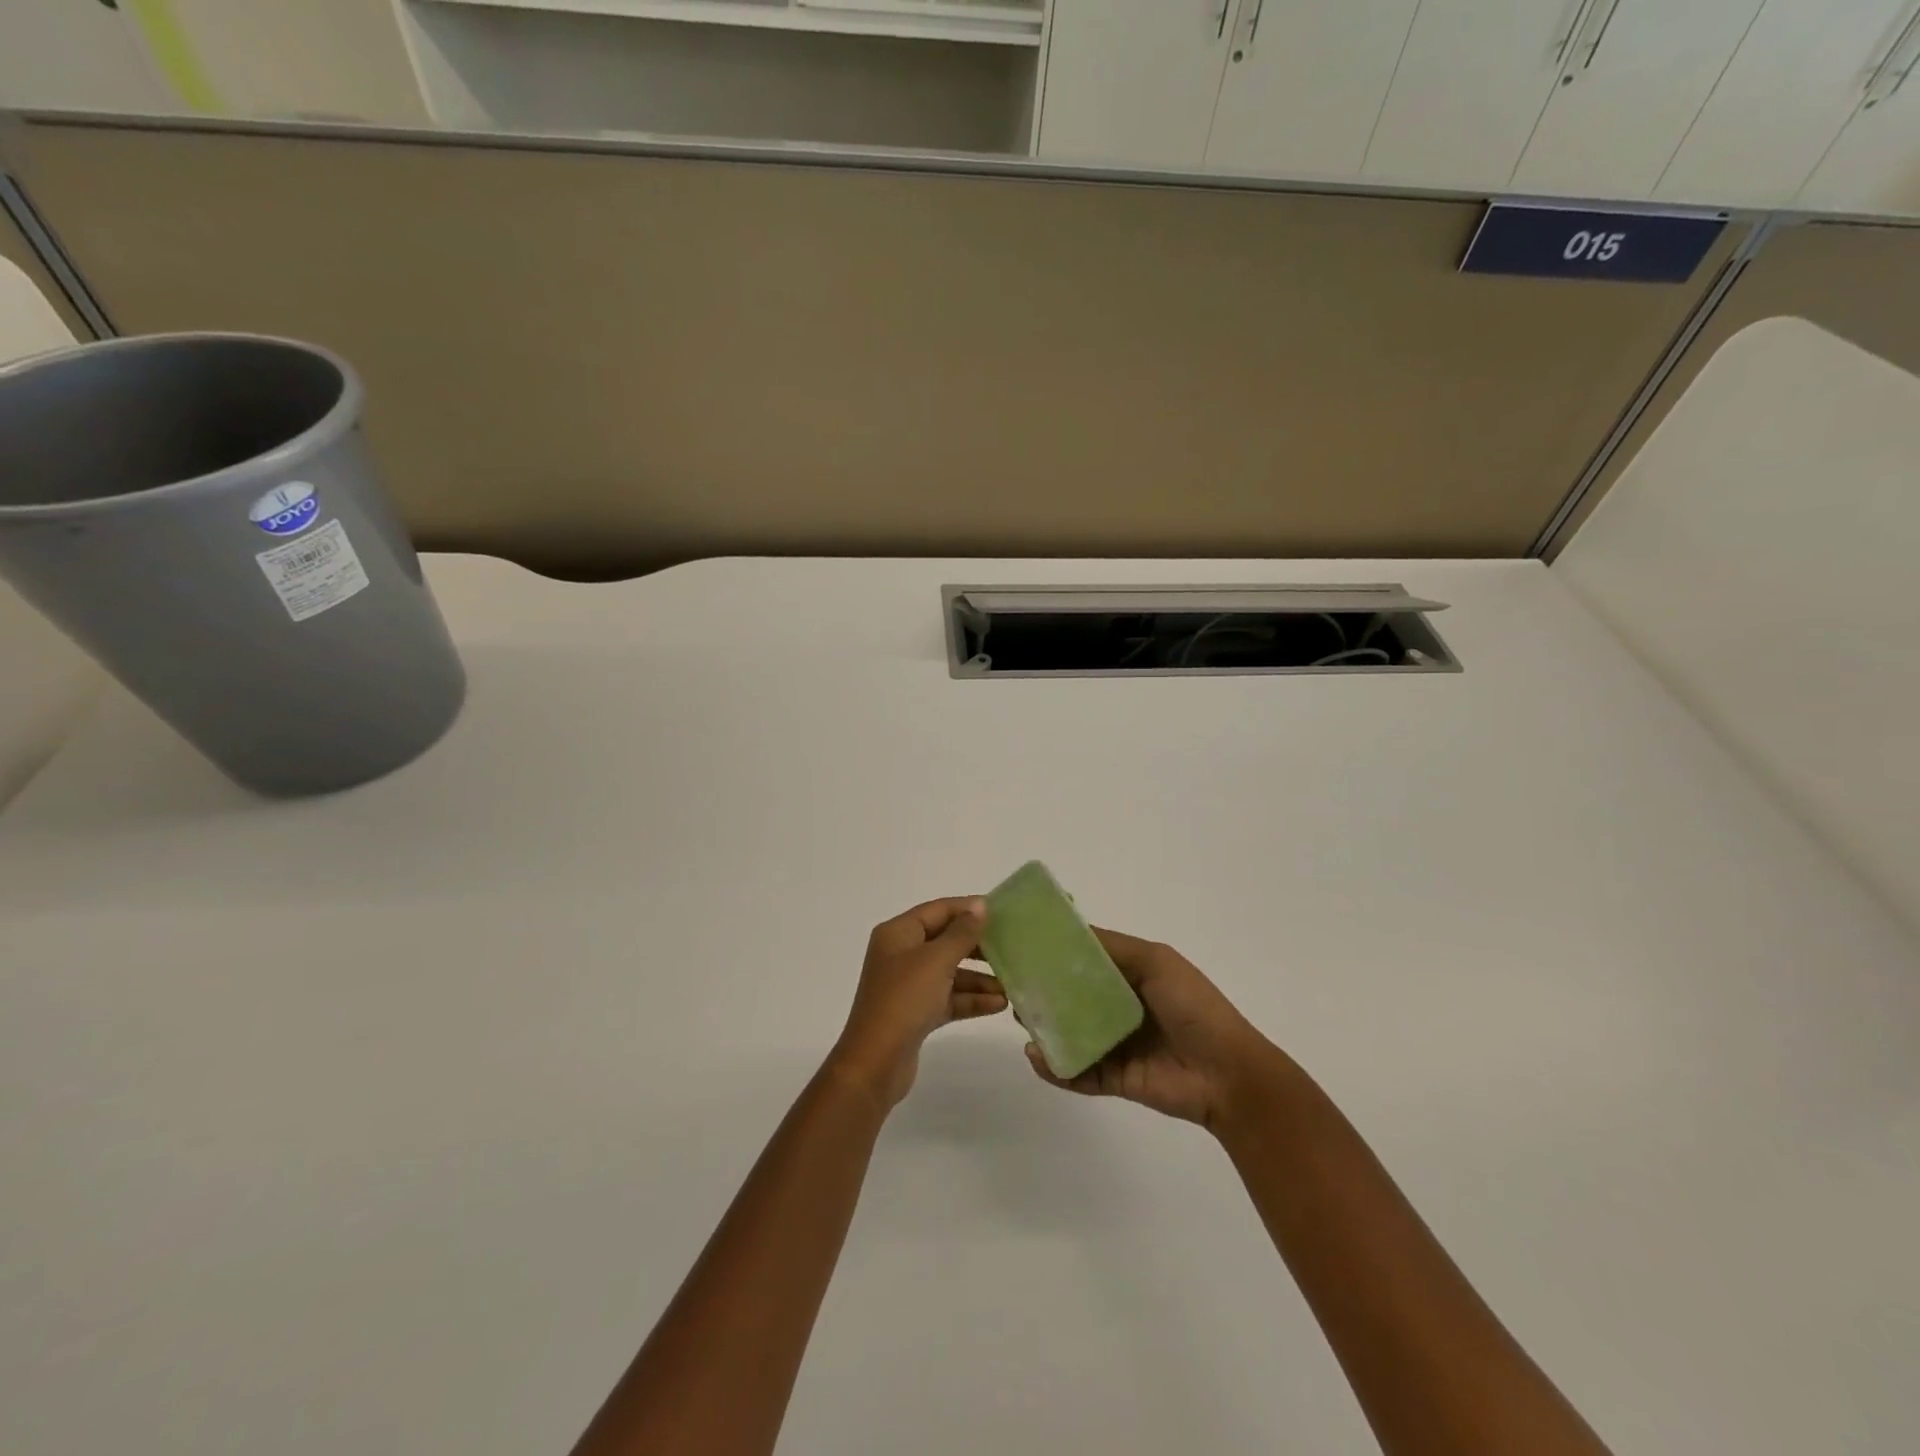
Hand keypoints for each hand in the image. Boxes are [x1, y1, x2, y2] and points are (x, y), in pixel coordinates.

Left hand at [829, 898, 1007, 1109]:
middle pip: (945, 941)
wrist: (876, 1063)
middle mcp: (901, 954)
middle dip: (977, 946)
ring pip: (950, 972)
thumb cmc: (904, 1000)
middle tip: (1011, 948)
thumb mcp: (936, 960)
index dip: (968, 908)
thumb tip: (980, 906)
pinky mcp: (916, 1012)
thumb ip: (962, 933)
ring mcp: (908, 985)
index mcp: (898, 933)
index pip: (938, 910)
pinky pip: (948, 998)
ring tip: (1010, 984)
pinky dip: (970, 1000)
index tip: (1002, 913)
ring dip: (979, 978)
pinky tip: (999, 1005)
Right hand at [1023, 928, 1286, 1131]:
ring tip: (1021, 1021)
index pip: (1086, 961)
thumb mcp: (1155, 962)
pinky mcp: (1115, 1078)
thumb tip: (1068, 932)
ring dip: (1045, 1028)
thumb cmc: (1193, 1007)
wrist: (1228, 1074)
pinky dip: (1056, 1067)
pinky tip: (1036, 1057)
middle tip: (1013, 986)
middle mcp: (1120, 1007)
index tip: (1023, 945)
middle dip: (1043, 992)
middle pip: (1072, 998)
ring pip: (1070, 1034)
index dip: (1057, 953)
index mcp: (1132, 975)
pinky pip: (1078, 1071)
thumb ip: (1112, 948)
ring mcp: (1116, 1044)